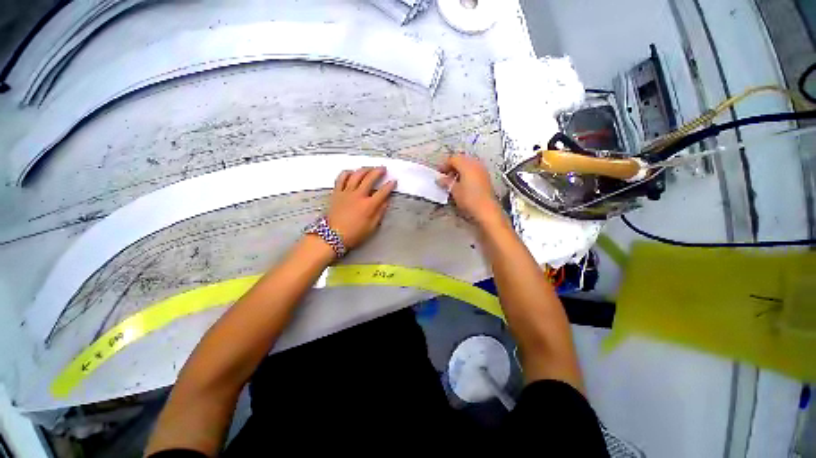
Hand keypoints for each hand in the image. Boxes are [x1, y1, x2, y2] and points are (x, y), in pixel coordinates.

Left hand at [326, 166, 395, 248]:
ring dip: (364, 169)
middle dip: (378, 171)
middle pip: (370, 178)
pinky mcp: (337, 192)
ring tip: (370, 168)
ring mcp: (346, 192)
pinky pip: (341, 178)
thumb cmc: (354, 234)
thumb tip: (386, 201)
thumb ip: (380, 212)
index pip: (382, 192)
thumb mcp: (372, 227)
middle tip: (383, 169)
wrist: (332, 236)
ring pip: (356, 175)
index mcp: (369, 205)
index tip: (394, 181)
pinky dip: (347, 173)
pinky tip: (352, 172)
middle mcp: (358, 195)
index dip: (390, 185)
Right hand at [437, 153, 501, 224]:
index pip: (453, 159)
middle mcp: (475, 164)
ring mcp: (482, 170)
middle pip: (461, 159)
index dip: (444, 165)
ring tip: (453, 181)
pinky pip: (473, 170)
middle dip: (452, 166)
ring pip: (468, 164)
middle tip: (445, 176)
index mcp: (467, 164)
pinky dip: (466, 173)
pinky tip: (462, 183)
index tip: (438, 174)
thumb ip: (446, 182)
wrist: (486, 209)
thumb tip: (440, 179)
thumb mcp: (454, 190)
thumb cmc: (469, 199)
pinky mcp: (485, 177)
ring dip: (459, 170)